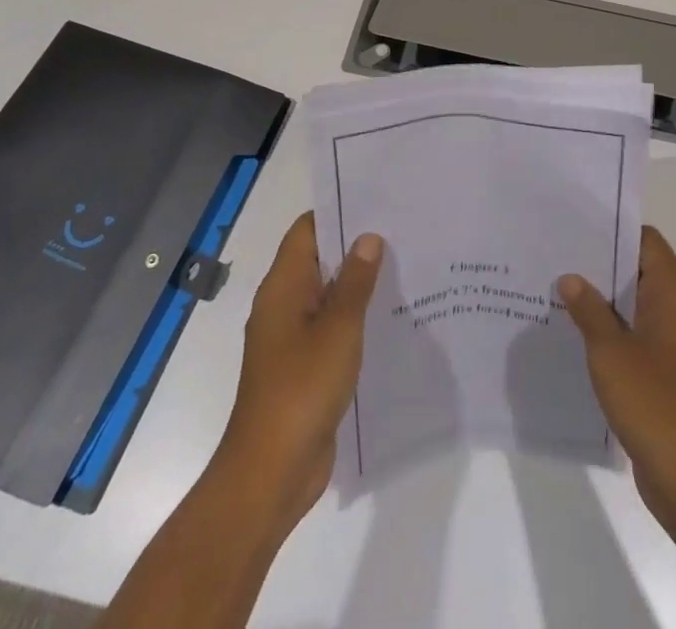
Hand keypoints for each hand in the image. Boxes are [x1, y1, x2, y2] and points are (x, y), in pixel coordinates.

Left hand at [216, 211, 381, 536]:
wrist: (271, 473)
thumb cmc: (302, 389)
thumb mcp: (338, 329)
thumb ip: (356, 281)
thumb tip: (368, 237)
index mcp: (283, 287)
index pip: (307, 230)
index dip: (339, 212)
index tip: (377, 202)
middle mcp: (283, 305)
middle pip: (319, 259)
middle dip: (355, 247)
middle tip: (402, 231)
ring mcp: (291, 338)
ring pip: (327, 295)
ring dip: (358, 284)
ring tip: (405, 268)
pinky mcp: (303, 367)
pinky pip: (330, 328)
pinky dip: (354, 318)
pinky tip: (390, 318)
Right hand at [559, 226, 675, 539]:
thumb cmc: (653, 403)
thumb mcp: (609, 352)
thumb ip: (589, 309)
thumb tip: (570, 278)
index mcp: (674, 296)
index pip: (648, 242)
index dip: (615, 230)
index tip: (579, 226)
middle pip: (643, 270)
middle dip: (604, 264)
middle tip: (561, 256)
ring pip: (639, 305)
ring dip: (607, 300)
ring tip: (562, 291)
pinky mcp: (671, 374)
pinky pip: (641, 335)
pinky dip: (616, 329)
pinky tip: (581, 336)